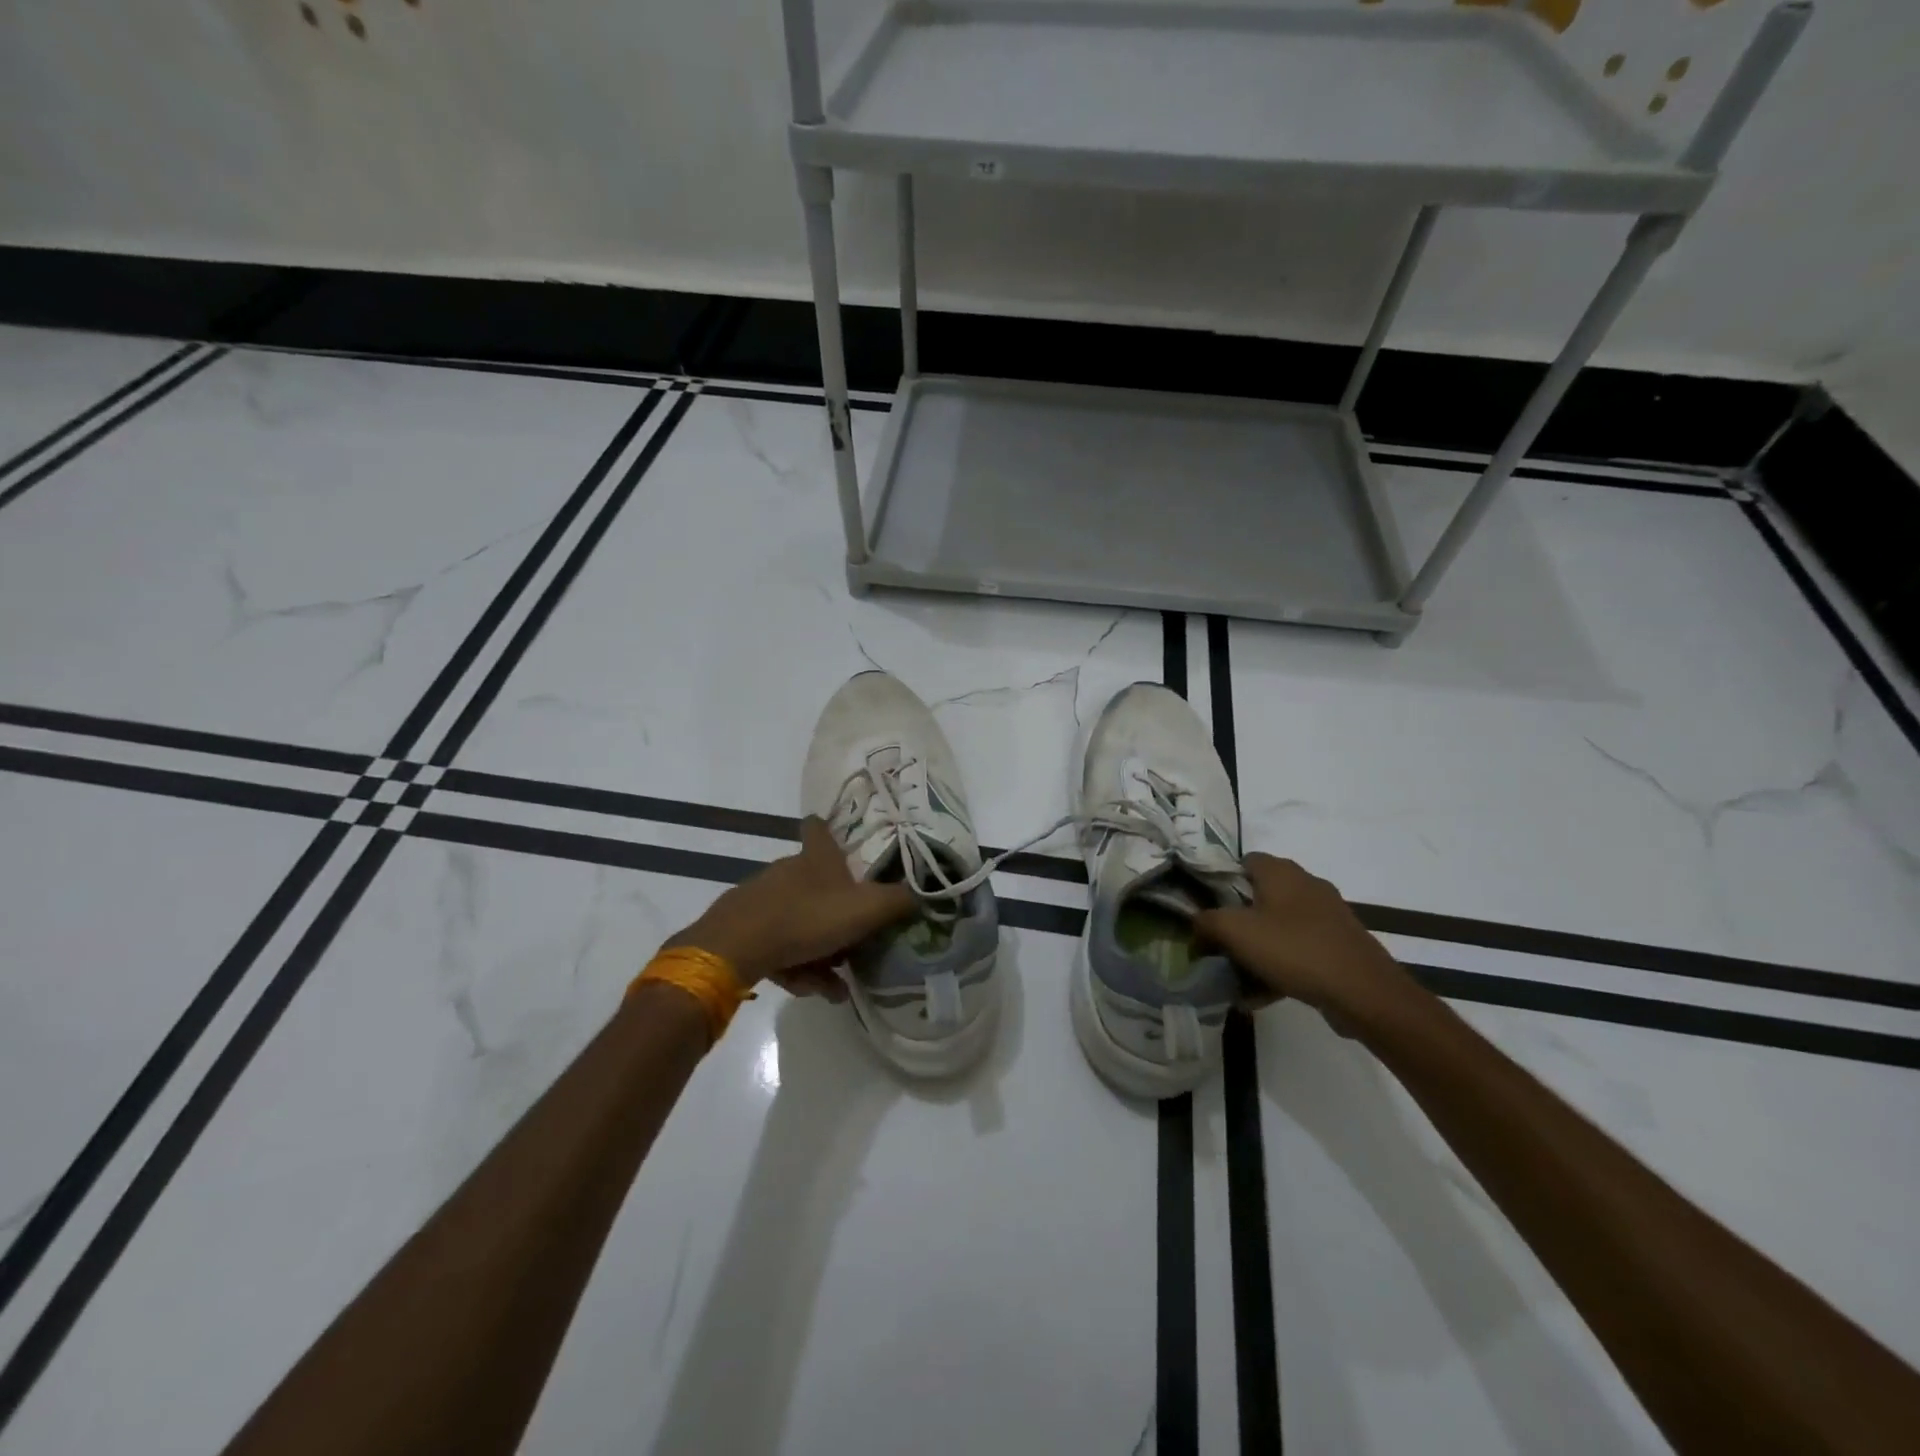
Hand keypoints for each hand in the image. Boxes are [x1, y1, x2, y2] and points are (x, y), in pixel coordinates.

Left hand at [667, 818, 915, 989]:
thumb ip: (897, 902)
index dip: (829, 828)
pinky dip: (796, 966)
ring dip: (820, 954)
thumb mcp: (865, 910)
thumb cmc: (807, 917)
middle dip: (838, 917)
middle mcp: (788, 871)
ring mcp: (762, 899)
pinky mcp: (744, 928)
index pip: (820, 828)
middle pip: (817, 885)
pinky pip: (779, 945)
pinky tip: (808, 989)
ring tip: (833, 986)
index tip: (838, 836)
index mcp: (816, 858)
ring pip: (800, 923)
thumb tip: (923, 894)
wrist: (736, 947)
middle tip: (856, 945)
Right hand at [1194, 854, 1411, 1021]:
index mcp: (1281, 872)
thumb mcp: (1235, 932)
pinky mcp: (1339, 944)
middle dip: (1236, 922)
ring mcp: (1327, 916)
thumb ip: (1206, 922)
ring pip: (1278, 927)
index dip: (1220, 882)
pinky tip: (1262, 995)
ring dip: (1256, 949)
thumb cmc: (1294, 949)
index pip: (1243, 862)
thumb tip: (1195, 925)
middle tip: (1218, 945)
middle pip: (1259, 897)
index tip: (1206, 909)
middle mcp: (1306, 885)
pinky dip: (1279, 966)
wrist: (1364, 993)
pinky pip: (1298, 950)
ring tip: (1236, 977)